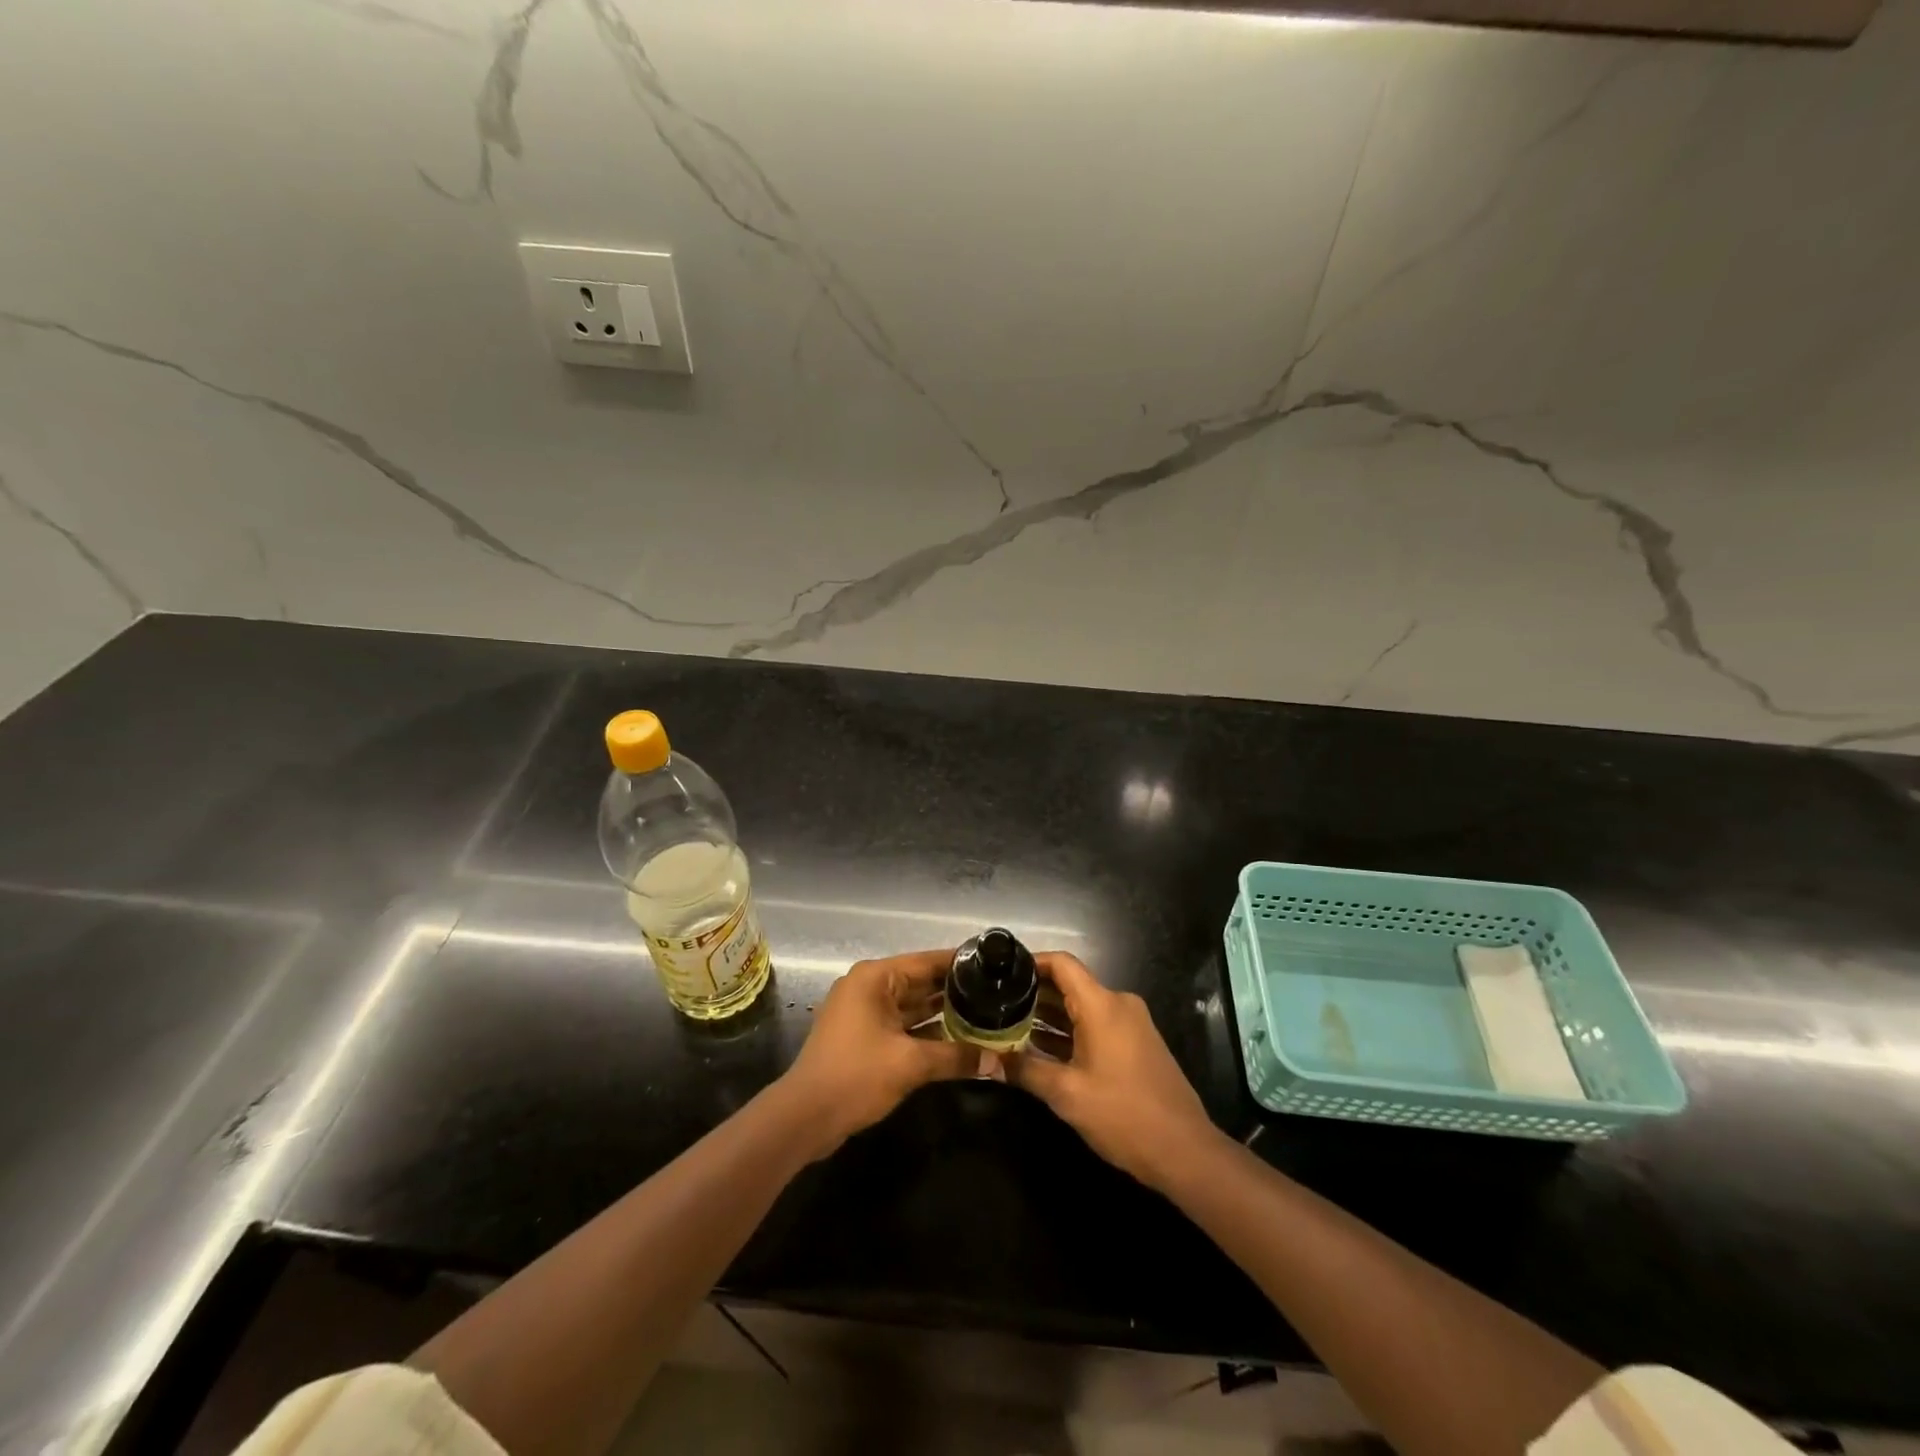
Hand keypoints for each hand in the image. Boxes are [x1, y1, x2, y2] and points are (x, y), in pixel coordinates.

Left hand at [779, 949, 977, 1156]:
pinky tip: (957, 1039)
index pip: (927, 961)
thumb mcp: (910, 1064)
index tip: (994, 965)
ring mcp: (863, 1012)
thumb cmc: (856, 1076)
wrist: (804, 1117)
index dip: (960, 963)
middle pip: (920, 982)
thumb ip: (956, 1057)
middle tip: (996, 992)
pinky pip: (902, 1024)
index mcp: (875, 977)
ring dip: (942, 1013)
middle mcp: (869, 987)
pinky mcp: (862, 1036)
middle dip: (955, 990)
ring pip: (912, 1005)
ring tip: (984, 1013)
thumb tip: (998, 1062)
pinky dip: (925, 1031)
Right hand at [1009, 952, 1221, 1189]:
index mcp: (1102, 1005)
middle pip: (1071, 984)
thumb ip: (1025, 1070)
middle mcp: (1118, 1004)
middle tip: (998, 1004)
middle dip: (1035, 993)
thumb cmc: (1123, 1114)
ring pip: (1083, 1007)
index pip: (1062, 964)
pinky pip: (1098, 1025)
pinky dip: (1071, 1031)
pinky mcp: (1137, 1044)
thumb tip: (989, 1061)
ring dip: (1051, 1016)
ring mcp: (1131, 1024)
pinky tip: (1044, 1049)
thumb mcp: (1066, 1094)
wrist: (1184, 1151)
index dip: (1031, 962)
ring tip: (1012, 1026)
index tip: (1003, 972)